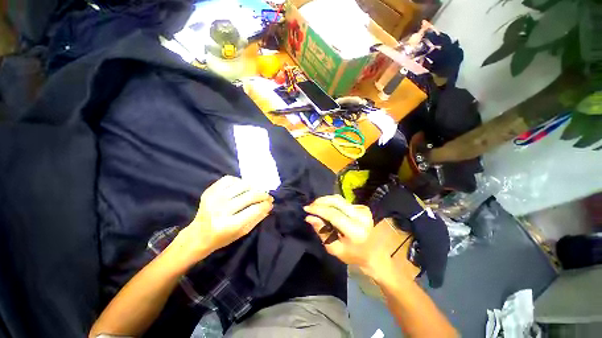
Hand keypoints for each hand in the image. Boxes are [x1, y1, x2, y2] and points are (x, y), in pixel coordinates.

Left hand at [178, 176, 272, 262]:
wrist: (198, 235)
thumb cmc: (222, 237)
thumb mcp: (242, 232)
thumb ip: (257, 218)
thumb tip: (269, 205)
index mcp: (229, 225)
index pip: (255, 209)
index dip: (266, 204)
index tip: (271, 202)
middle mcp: (221, 209)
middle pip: (250, 195)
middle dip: (263, 195)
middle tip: (267, 196)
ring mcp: (214, 198)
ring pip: (242, 185)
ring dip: (253, 187)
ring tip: (256, 191)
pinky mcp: (210, 191)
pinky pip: (229, 179)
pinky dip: (239, 181)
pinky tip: (241, 188)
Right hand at [304, 195, 384, 269]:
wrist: (374, 254)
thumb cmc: (352, 255)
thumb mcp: (334, 248)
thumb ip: (322, 231)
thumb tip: (309, 217)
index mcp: (355, 231)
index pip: (333, 214)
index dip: (319, 209)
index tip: (306, 209)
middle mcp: (361, 217)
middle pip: (337, 202)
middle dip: (321, 201)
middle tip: (310, 206)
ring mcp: (364, 211)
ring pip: (340, 199)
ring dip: (326, 200)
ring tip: (316, 206)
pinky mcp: (363, 208)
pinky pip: (343, 202)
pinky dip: (333, 203)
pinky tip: (328, 209)